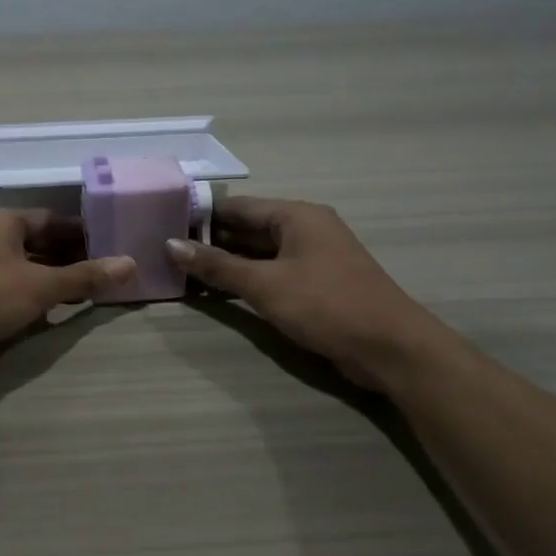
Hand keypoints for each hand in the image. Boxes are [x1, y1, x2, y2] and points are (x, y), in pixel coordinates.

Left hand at [0, 209, 135, 386]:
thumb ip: (85, 276)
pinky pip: (13, 287)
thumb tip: (131, 264)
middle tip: (107, 271)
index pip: (52, 219)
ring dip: (55, 278)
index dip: (83, 231)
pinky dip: (36, 294)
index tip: (112, 244)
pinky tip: (56, 310)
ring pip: (26, 267)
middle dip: (71, 257)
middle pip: (39, 242)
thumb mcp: (42, 285)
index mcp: (3, 221)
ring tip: (90, 292)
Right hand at [166, 197, 447, 389]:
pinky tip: (218, 294)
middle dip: (210, 242)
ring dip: (226, 264)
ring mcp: (312, 258)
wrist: (391, 348)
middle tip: (167, 255)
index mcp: (296, 216)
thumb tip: (170, 246)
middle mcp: (305, 229)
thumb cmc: (326, 305)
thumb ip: (217, 266)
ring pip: (258, 254)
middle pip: (247, 229)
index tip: (164, 227)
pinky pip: (272, 274)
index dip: (200, 216)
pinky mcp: (316, 285)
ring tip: (182, 274)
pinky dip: (246, 281)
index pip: (237, 207)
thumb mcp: (265, 285)